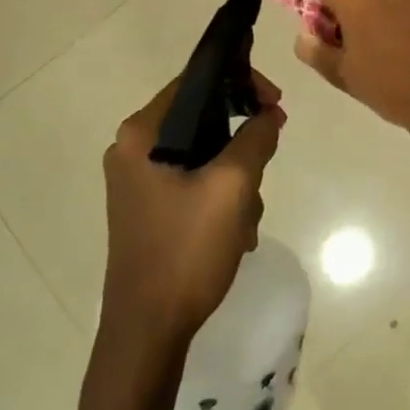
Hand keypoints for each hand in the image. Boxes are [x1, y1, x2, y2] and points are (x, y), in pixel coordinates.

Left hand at [99, 67, 285, 347]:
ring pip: (206, 153)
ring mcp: (140, 181)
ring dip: (236, 177)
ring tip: (245, 217)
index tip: (276, 104)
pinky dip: (222, 197)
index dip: (242, 83)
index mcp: (141, 135)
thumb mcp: (233, 187)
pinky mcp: (150, 207)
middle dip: (242, 143)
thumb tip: (269, 115)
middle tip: (265, 164)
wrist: (148, 329)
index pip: (197, 81)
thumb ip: (256, 139)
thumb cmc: (186, 250)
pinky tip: (234, 231)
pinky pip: (196, 181)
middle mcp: (133, 150)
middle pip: (203, 118)